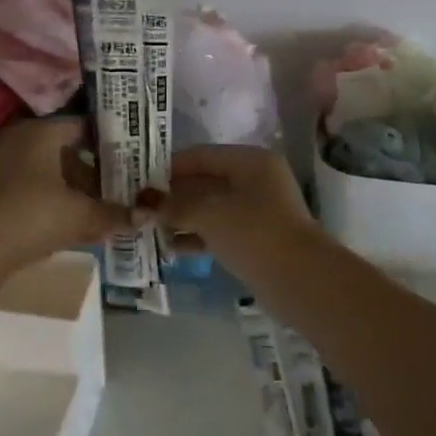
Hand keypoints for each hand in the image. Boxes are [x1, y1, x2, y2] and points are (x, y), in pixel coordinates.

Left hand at [0, 118, 129, 268]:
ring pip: (51, 173)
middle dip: (94, 171)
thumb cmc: (36, 215)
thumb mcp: (82, 214)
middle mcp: (22, 141)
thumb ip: (115, 213)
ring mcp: (5, 166)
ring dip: (75, 189)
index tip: (132, 157)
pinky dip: (55, 201)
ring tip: (103, 208)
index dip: (109, 141)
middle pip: (67, 151)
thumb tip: (146, 215)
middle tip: (121, 185)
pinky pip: (35, 189)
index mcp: (43, 133)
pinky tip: (75, 222)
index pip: (83, 126)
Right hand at [146, 145, 310, 256]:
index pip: (200, 156)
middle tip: (138, 207)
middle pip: (204, 181)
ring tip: (147, 228)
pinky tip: (170, 247)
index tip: (136, 180)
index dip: (167, 167)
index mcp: (250, 162)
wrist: (299, 279)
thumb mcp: (208, 214)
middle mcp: (255, 180)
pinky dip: (196, 236)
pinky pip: (218, 231)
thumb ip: (173, 206)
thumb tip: (144, 205)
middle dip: (171, 195)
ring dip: (180, 217)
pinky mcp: (254, 239)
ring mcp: (257, 211)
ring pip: (209, 208)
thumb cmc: (253, 233)